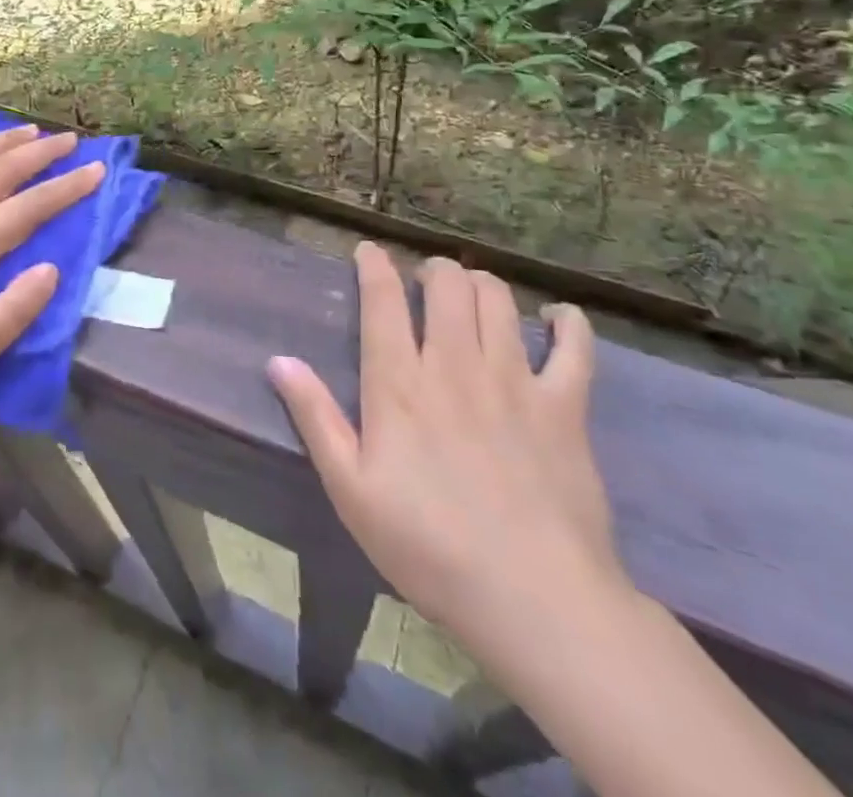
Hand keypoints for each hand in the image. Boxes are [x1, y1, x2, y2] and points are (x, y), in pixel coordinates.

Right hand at [268, 246, 625, 679]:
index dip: (374, 265)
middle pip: (446, 283)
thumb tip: (278, 360)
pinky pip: (574, 346)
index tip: (368, 252)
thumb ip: (315, 418)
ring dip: (480, 283)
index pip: (383, 299)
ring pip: (498, 299)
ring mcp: (514, 380)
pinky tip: (555, 319)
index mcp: (400, 383)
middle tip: (424, 282)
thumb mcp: (351, 489)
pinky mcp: (565, 406)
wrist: (535, 601)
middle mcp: (456, 364)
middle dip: (432, 269)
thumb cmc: (428, 546)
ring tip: (471, 295)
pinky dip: (566, 322)